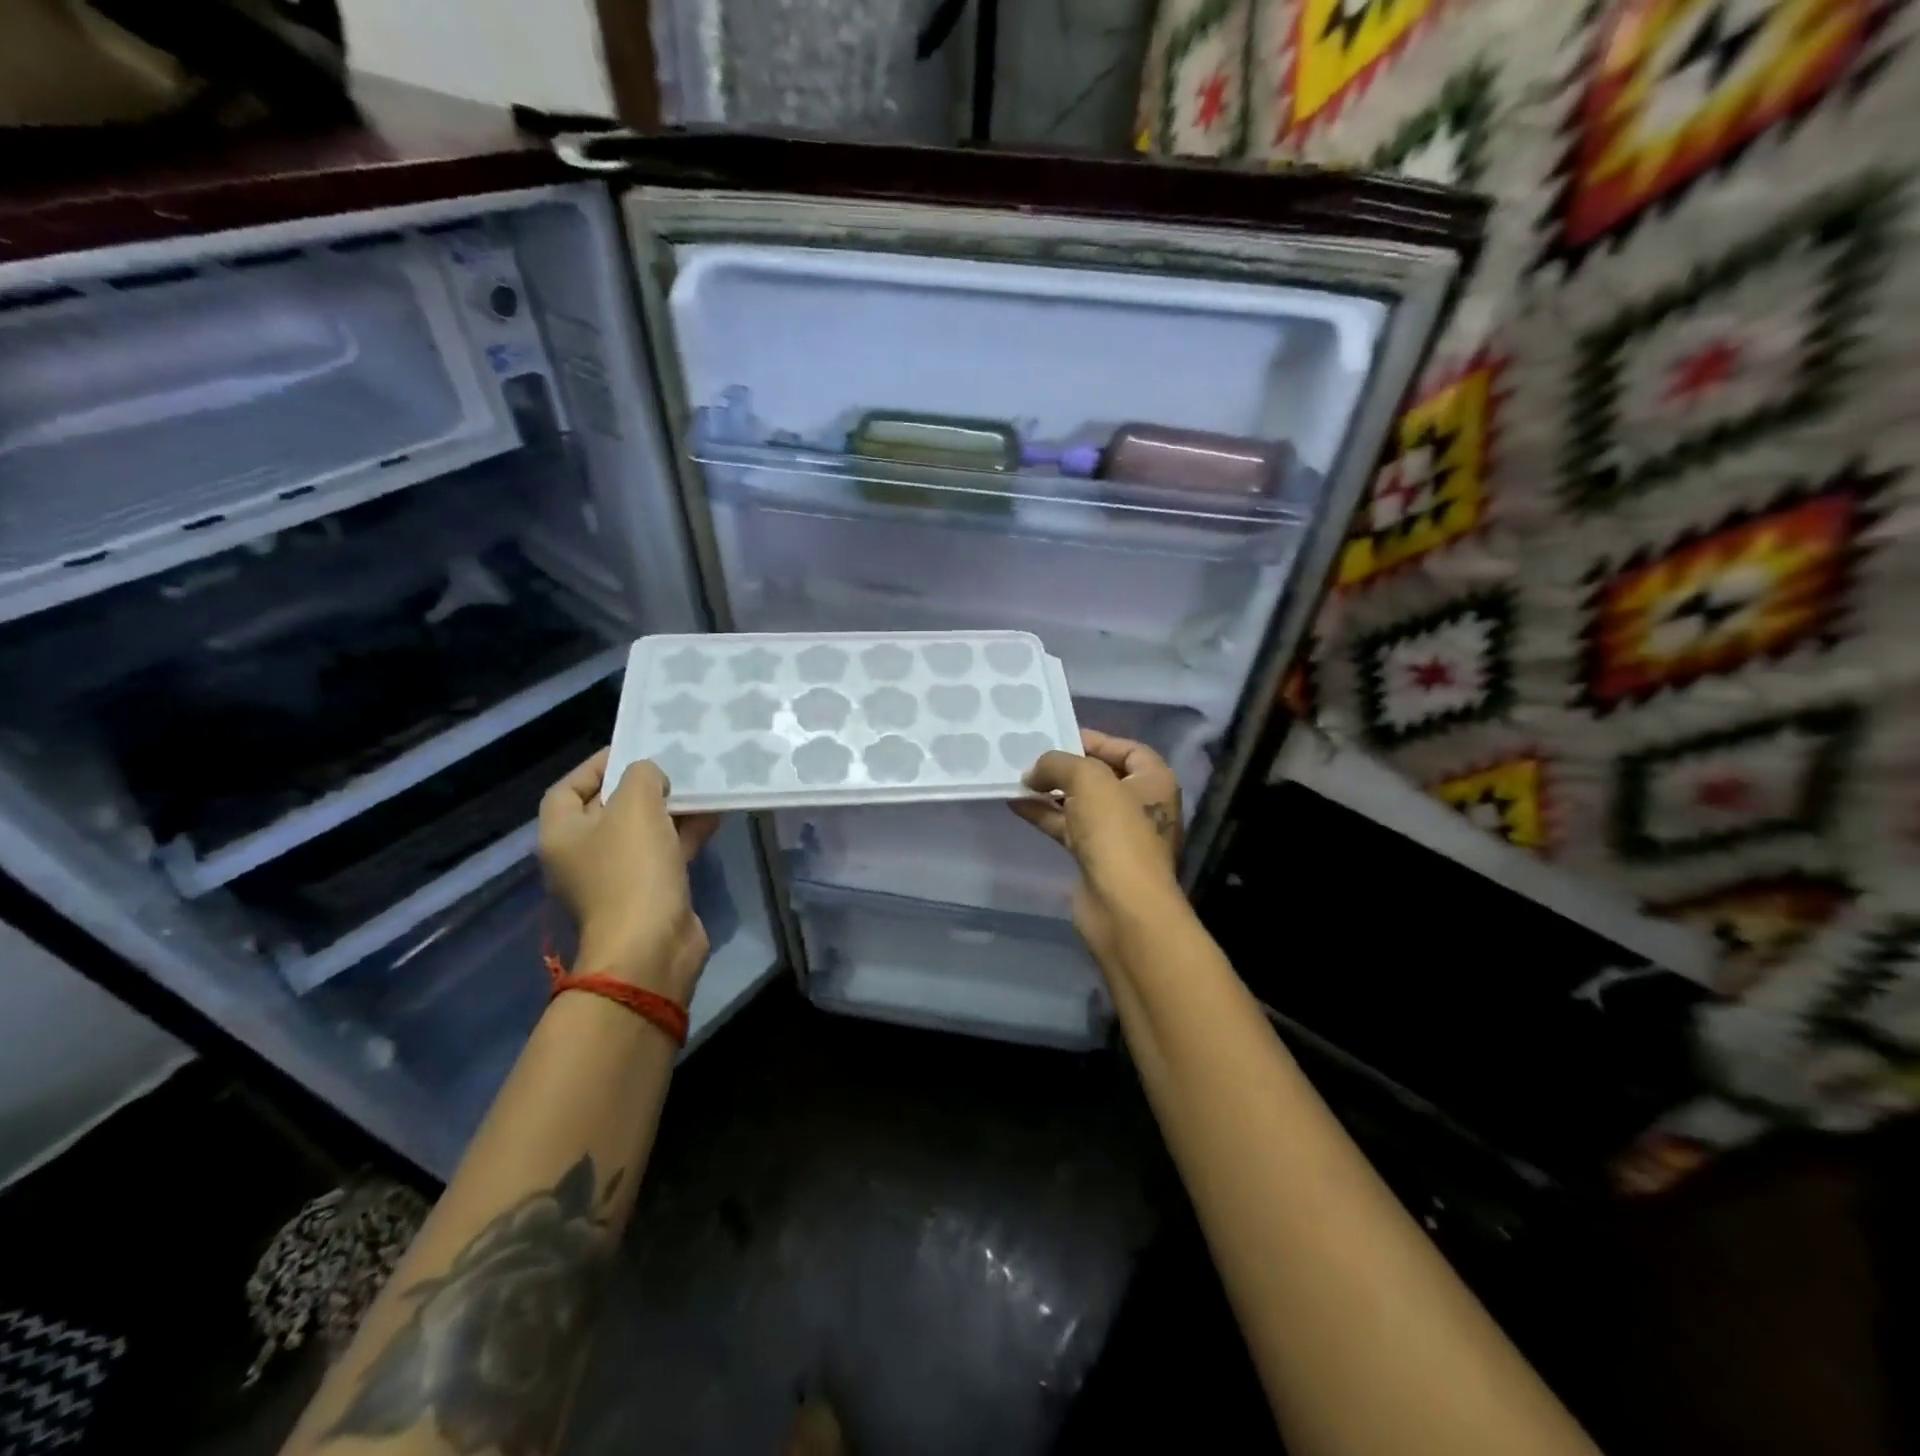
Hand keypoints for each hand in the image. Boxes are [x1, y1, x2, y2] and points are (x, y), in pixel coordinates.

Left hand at [538, 749, 719, 1000]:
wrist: (651, 944)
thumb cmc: (632, 868)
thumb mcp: (636, 805)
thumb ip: (642, 776)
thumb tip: (650, 777)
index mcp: (562, 834)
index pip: (567, 789)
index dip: (596, 766)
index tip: (632, 750)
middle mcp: (582, 855)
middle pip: (608, 810)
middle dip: (640, 787)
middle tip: (672, 766)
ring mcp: (616, 877)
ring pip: (642, 832)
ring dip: (669, 810)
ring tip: (699, 786)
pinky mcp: (648, 893)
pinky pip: (665, 853)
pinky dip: (685, 834)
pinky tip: (712, 816)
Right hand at [1009, 730, 1184, 969]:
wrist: (1123, 906)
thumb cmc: (1116, 832)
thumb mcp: (1088, 779)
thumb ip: (1058, 763)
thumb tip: (1033, 773)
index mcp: (1154, 780)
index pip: (1127, 749)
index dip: (1095, 740)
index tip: (1058, 735)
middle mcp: (1141, 804)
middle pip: (1101, 776)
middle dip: (1066, 766)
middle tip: (1031, 756)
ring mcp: (1118, 834)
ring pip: (1080, 803)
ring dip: (1050, 791)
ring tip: (1017, 778)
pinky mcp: (1096, 858)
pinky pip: (1068, 827)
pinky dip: (1045, 815)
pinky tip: (1016, 804)